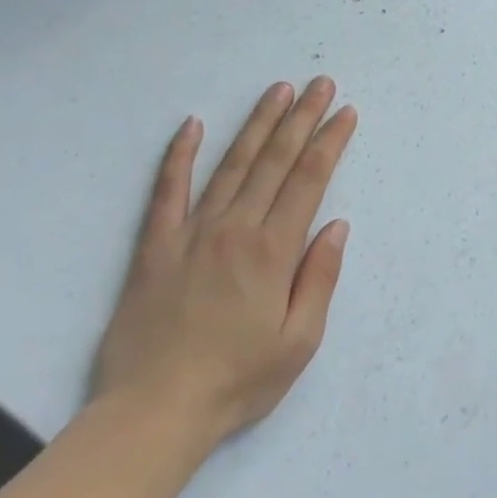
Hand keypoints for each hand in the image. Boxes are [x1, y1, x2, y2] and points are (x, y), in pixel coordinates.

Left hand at [92, 79, 356, 464]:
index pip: (309, 180)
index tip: (345, 112)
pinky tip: (192, 125)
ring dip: (257, 123)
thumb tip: (337, 226)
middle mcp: (235, 228)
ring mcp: (192, 232)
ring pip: (231, 164)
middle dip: (302, 117)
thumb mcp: (298, 343)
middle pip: (275, 160)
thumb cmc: (236, 382)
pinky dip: (179, 155)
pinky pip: (168, 191)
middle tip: (320, 83)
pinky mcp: (155, 246)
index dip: (329, 141)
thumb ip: (320, 279)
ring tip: (278, 90)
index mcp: (273, 251)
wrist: (151, 414)